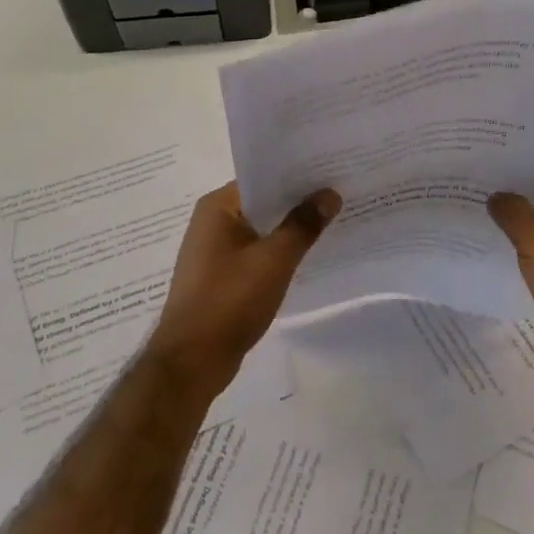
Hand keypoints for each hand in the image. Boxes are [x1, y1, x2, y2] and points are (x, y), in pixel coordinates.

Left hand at [148, 182, 339, 385]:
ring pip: (262, 229)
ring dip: (291, 229)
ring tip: (333, 221)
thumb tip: (330, 193)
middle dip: (299, 202)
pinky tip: (308, 256)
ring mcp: (214, 251)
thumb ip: (303, 224)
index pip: (264, 177)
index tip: (333, 171)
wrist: (191, 363)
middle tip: (342, 194)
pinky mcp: (221, 277)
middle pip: (264, 202)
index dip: (298, 175)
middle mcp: (212, 222)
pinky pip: (256, 252)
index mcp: (217, 207)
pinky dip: (279, 252)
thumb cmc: (229, 301)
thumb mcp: (274, 260)